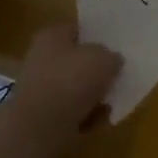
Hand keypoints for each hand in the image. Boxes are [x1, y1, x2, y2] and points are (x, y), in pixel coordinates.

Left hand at [10, 22, 121, 143]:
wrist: (40, 129)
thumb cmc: (71, 82)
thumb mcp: (104, 59)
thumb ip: (112, 56)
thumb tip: (112, 61)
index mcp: (52, 35)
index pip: (78, 28)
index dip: (97, 35)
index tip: (116, 45)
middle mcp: (42, 58)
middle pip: (77, 59)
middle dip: (96, 69)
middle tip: (118, 74)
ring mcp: (41, 89)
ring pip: (76, 87)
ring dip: (94, 95)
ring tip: (112, 100)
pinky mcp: (43, 117)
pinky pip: (72, 111)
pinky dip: (86, 115)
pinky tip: (99, 119)